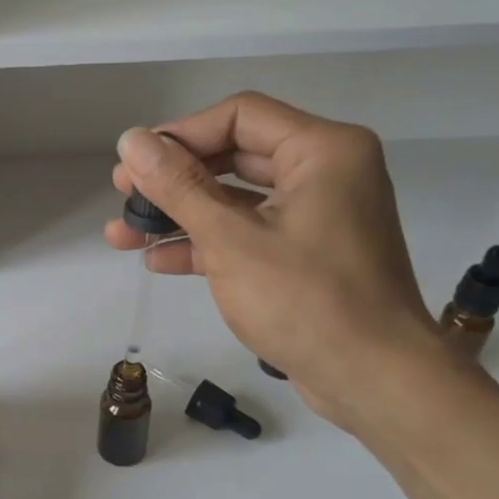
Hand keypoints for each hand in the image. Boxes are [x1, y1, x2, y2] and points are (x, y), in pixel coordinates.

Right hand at [103, 92, 450, 429]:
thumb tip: (131, 139)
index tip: (134, 161)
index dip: (180, 134)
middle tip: (123, 193)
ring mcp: (318, 216)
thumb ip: (178, 186)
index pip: (239, 116)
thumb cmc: (306, 300)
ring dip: (181, 215)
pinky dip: (208, 243)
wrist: (375, 382)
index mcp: (323, 150)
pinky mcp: (308, 256)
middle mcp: (326, 172)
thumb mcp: (230, 240)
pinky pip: (250, 234)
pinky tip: (158, 260)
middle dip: (173, 179)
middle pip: (235, 156)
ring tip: (123, 232)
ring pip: (237, 200)